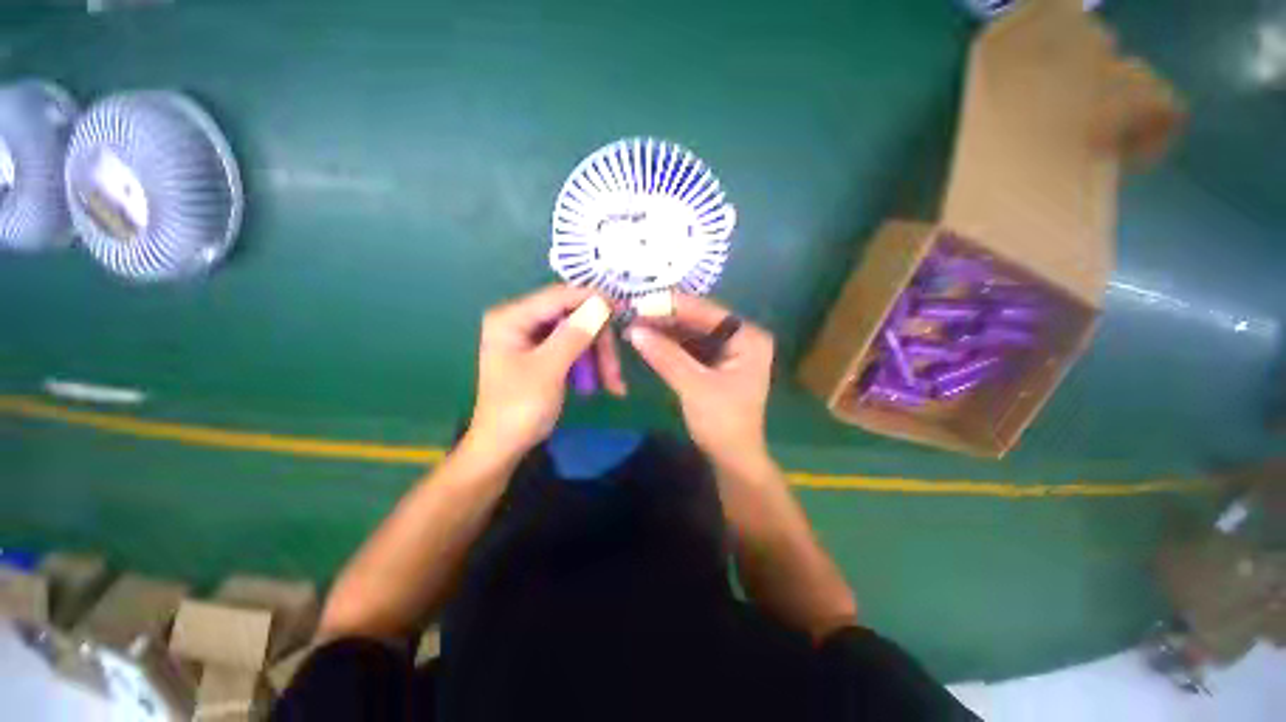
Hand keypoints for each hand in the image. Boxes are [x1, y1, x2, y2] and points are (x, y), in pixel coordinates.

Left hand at [467, 285, 624, 460]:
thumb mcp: (549, 370)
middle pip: (572, 317)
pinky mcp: (544, 352)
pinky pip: (574, 348)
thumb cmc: (519, 409)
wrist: (503, 447)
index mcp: (511, 318)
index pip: (558, 296)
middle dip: (598, 343)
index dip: (592, 300)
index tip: (623, 309)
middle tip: (615, 372)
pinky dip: (591, 363)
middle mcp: (521, 321)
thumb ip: (574, 334)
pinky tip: (604, 383)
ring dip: (599, 357)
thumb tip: (602, 303)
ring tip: (613, 385)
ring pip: (578, 334)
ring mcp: (533, 337)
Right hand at [626, 294, 772, 463]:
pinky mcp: (715, 361)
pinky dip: (669, 343)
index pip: (707, 312)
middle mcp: (742, 336)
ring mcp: (729, 349)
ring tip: (634, 323)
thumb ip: (665, 355)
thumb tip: (634, 330)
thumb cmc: (722, 422)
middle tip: (632, 313)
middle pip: (699, 319)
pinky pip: (690, 345)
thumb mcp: (693, 386)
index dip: (672, 306)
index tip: (639, 302)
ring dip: (664, 329)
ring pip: (692, 331)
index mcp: (748, 337)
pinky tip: (648, 338)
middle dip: (666, 318)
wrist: (732, 458)